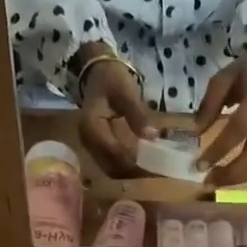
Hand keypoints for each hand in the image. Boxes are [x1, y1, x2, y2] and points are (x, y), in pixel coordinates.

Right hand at [75, 46, 154, 177]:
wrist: (97, 73)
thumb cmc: (111, 79)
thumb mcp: (126, 92)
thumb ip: (138, 115)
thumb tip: (153, 138)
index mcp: (92, 126)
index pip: (114, 153)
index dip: (136, 162)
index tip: (157, 166)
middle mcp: (88, 141)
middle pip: (112, 167)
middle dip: (135, 172)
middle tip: (159, 171)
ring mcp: (91, 146)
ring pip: (112, 169)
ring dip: (132, 173)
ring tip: (154, 169)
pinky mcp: (97, 148)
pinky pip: (112, 164)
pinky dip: (128, 167)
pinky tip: (144, 163)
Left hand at [194, 22, 246, 186]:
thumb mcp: (223, 79)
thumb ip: (209, 105)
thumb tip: (194, 133)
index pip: (237, 131)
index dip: (218, 150)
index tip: (199, 165)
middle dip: (230, 174)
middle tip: (208, 181)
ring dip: (239, 179)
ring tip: (217, 182)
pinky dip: (246, 175)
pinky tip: (229, 176)